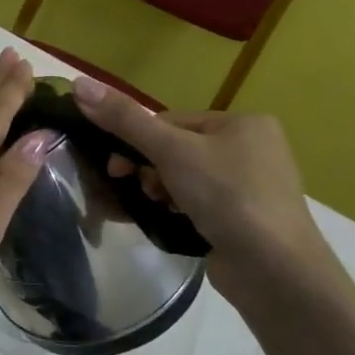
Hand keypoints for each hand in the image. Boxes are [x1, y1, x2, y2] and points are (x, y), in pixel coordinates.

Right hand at [71, 77, 323, 269]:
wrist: (275, 271)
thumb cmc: (227, 196)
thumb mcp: (170, 151)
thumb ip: (124, 119)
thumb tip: (79, 83)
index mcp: (244, 123)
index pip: (173, 121)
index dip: (139, 141)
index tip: (118, 166)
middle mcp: (254, 149)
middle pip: (178, 149)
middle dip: (150, 169)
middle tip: (135, 188)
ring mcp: (253, 188)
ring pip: (186, 178)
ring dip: (161, 191)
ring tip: (157, 208)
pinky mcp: (247, 221)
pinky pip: (200, 204)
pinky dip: (179, 210)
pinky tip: (170, 222)